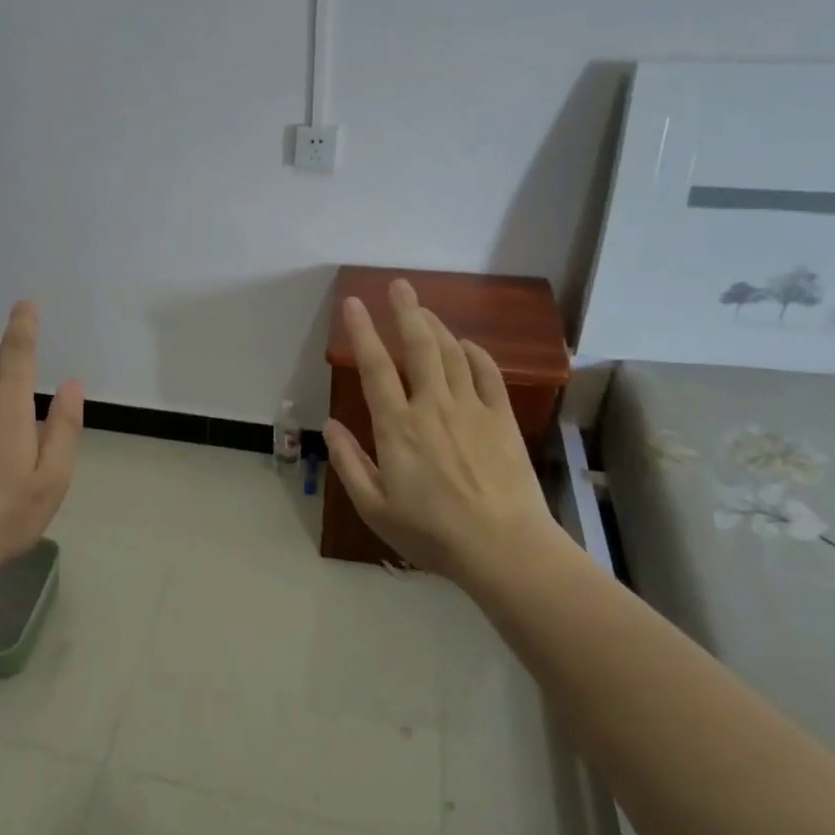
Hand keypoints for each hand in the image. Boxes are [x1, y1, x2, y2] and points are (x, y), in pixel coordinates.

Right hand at [323, 279, 564, 585]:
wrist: (504, 548)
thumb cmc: (432, 533)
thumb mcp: (375, 508)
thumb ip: (349, 463)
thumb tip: (330, 425)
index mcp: (397, 427)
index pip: (376, 367)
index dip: (362, 332)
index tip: (353, 303)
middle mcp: (433, 406)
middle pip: (420, 346)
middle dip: (406, 311)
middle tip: (398, 286)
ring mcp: (472, 409)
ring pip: (452, 353)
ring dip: (437, 326)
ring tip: (424, 310)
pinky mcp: (502, 419)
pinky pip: (488, 374)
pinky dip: (476, 353)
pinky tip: (467, 345)